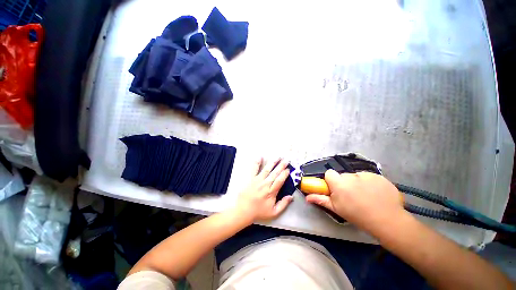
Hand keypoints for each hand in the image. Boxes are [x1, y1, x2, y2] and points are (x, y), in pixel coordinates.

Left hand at [236, 158, 292, 221]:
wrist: (243, 211)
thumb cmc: (259, 212)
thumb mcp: (274, 212)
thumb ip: (283, 204)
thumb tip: (291, 197)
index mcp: (271, 192)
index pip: (280, 180)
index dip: (285, 174)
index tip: (288, 169)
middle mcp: (265, 184)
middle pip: (275, 173)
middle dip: (281, 166)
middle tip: (286, 160)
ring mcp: (257, 180)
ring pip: (267, 169)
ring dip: (273, 162)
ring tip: (278, 157)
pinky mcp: (251, 178)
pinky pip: (254, 169)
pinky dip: (257, 162)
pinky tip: (260, 157)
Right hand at [305, 170, 404, 232]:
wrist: (387, 220)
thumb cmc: (357, 215)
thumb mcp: (336, 209)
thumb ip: (320, 200)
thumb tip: (307, 197)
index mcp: (339, 183)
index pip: (329, 173)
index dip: (331, 180)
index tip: (336, 189)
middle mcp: (351, 175)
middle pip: (343, 175)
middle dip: (344, 183)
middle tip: (351, 196)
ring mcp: (366, 175)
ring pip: (356, 176)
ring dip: (357, 183)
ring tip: (365, 196)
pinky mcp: (378, 176)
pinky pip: (368, 177)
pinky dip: (370, 183)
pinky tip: (375, 194)